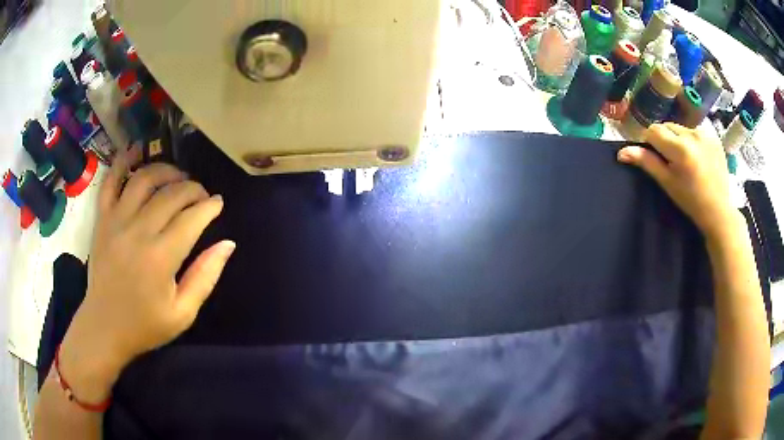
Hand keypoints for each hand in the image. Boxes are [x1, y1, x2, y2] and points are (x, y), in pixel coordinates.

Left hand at [59, 147, 234, 401]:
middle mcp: (138, 231)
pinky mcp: (102, 219)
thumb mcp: (183, 314)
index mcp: (161, 258)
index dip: (210, 206)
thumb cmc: (145, 325)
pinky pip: (111, 181)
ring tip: (177, 177)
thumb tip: (228, 244)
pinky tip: (136, 151)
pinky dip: (123, 162)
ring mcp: (116, 221)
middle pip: (171, 193)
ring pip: (144, 178)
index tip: (218, 204)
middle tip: (201, 195)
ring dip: (166, 171)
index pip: (192, 218)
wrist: (104, 327)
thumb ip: (205, 277)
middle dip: (193, 188)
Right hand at [617, 123, 735, 238]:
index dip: (650, 142)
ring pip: (680, 127)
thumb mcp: (667, 183)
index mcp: (680, 148)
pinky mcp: (713, 135)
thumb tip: (621, 152)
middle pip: (667, 126)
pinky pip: (694, 130)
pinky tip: (697, 156)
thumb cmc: (691, 201)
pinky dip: (691, 139)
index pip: (653, 131)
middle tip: (671, 161)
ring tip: (685, 159)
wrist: (718, 210)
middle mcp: (692, 135)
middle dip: (665, 140)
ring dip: (678, 138)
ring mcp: (704, 133)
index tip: (655, 157)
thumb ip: (646, 162)